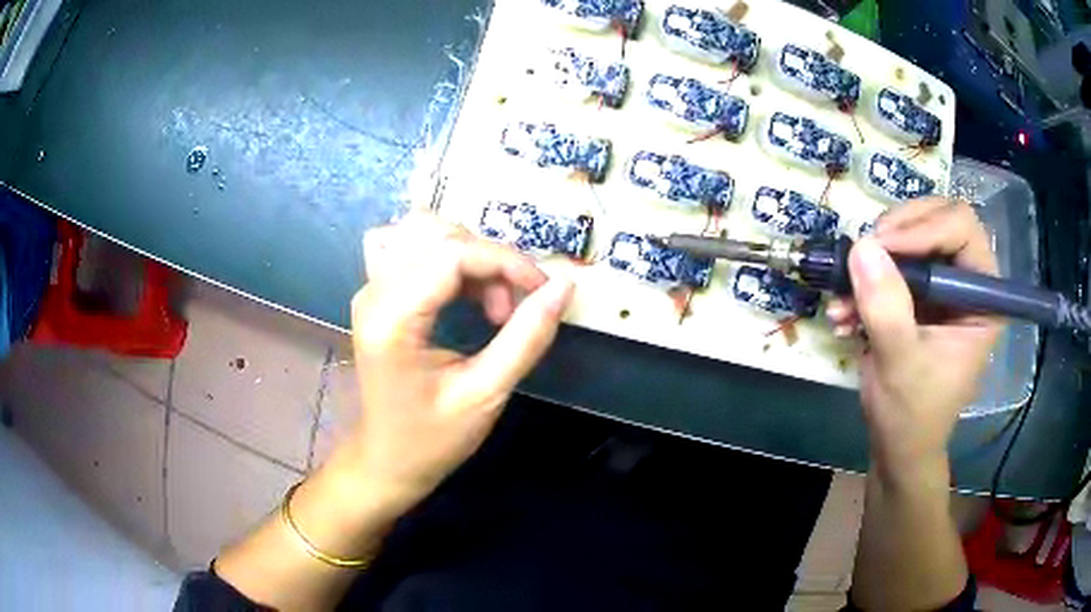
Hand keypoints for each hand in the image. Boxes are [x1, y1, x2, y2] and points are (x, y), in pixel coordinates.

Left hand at [343, 213, 573, 510]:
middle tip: (510, 308)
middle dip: (488, 258)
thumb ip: (527, 337)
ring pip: (421, 230)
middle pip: (436, 233)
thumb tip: (564, 286)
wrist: (387, 460)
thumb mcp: (486, 394)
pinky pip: (410, 247)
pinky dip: (445, 256)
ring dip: (467, 252)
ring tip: (488, 300)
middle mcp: (373, 293)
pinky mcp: (376, 293)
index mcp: (392, 320)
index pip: (452, 254)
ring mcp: (370, 289)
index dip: (506, 261)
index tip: (543, 290)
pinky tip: (463, 290)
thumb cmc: (433, 439)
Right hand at [827, 199, 1003, 478]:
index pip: (961, 228)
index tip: (881, 247)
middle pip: (936, 219)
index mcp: (983, 297)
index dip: (923, 227)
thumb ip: (887, 309)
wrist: (898, 446)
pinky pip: (891, 264)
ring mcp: (941, 286)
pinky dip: (864, 281)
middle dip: (896, 234)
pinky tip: (844, 312)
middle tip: (863, 255)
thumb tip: (862, 247)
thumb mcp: (901, 365)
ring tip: (843, 296)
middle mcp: (967, 282)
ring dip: (873, 260)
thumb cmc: (912, 415)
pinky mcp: (918, 295)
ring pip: (910, 237)